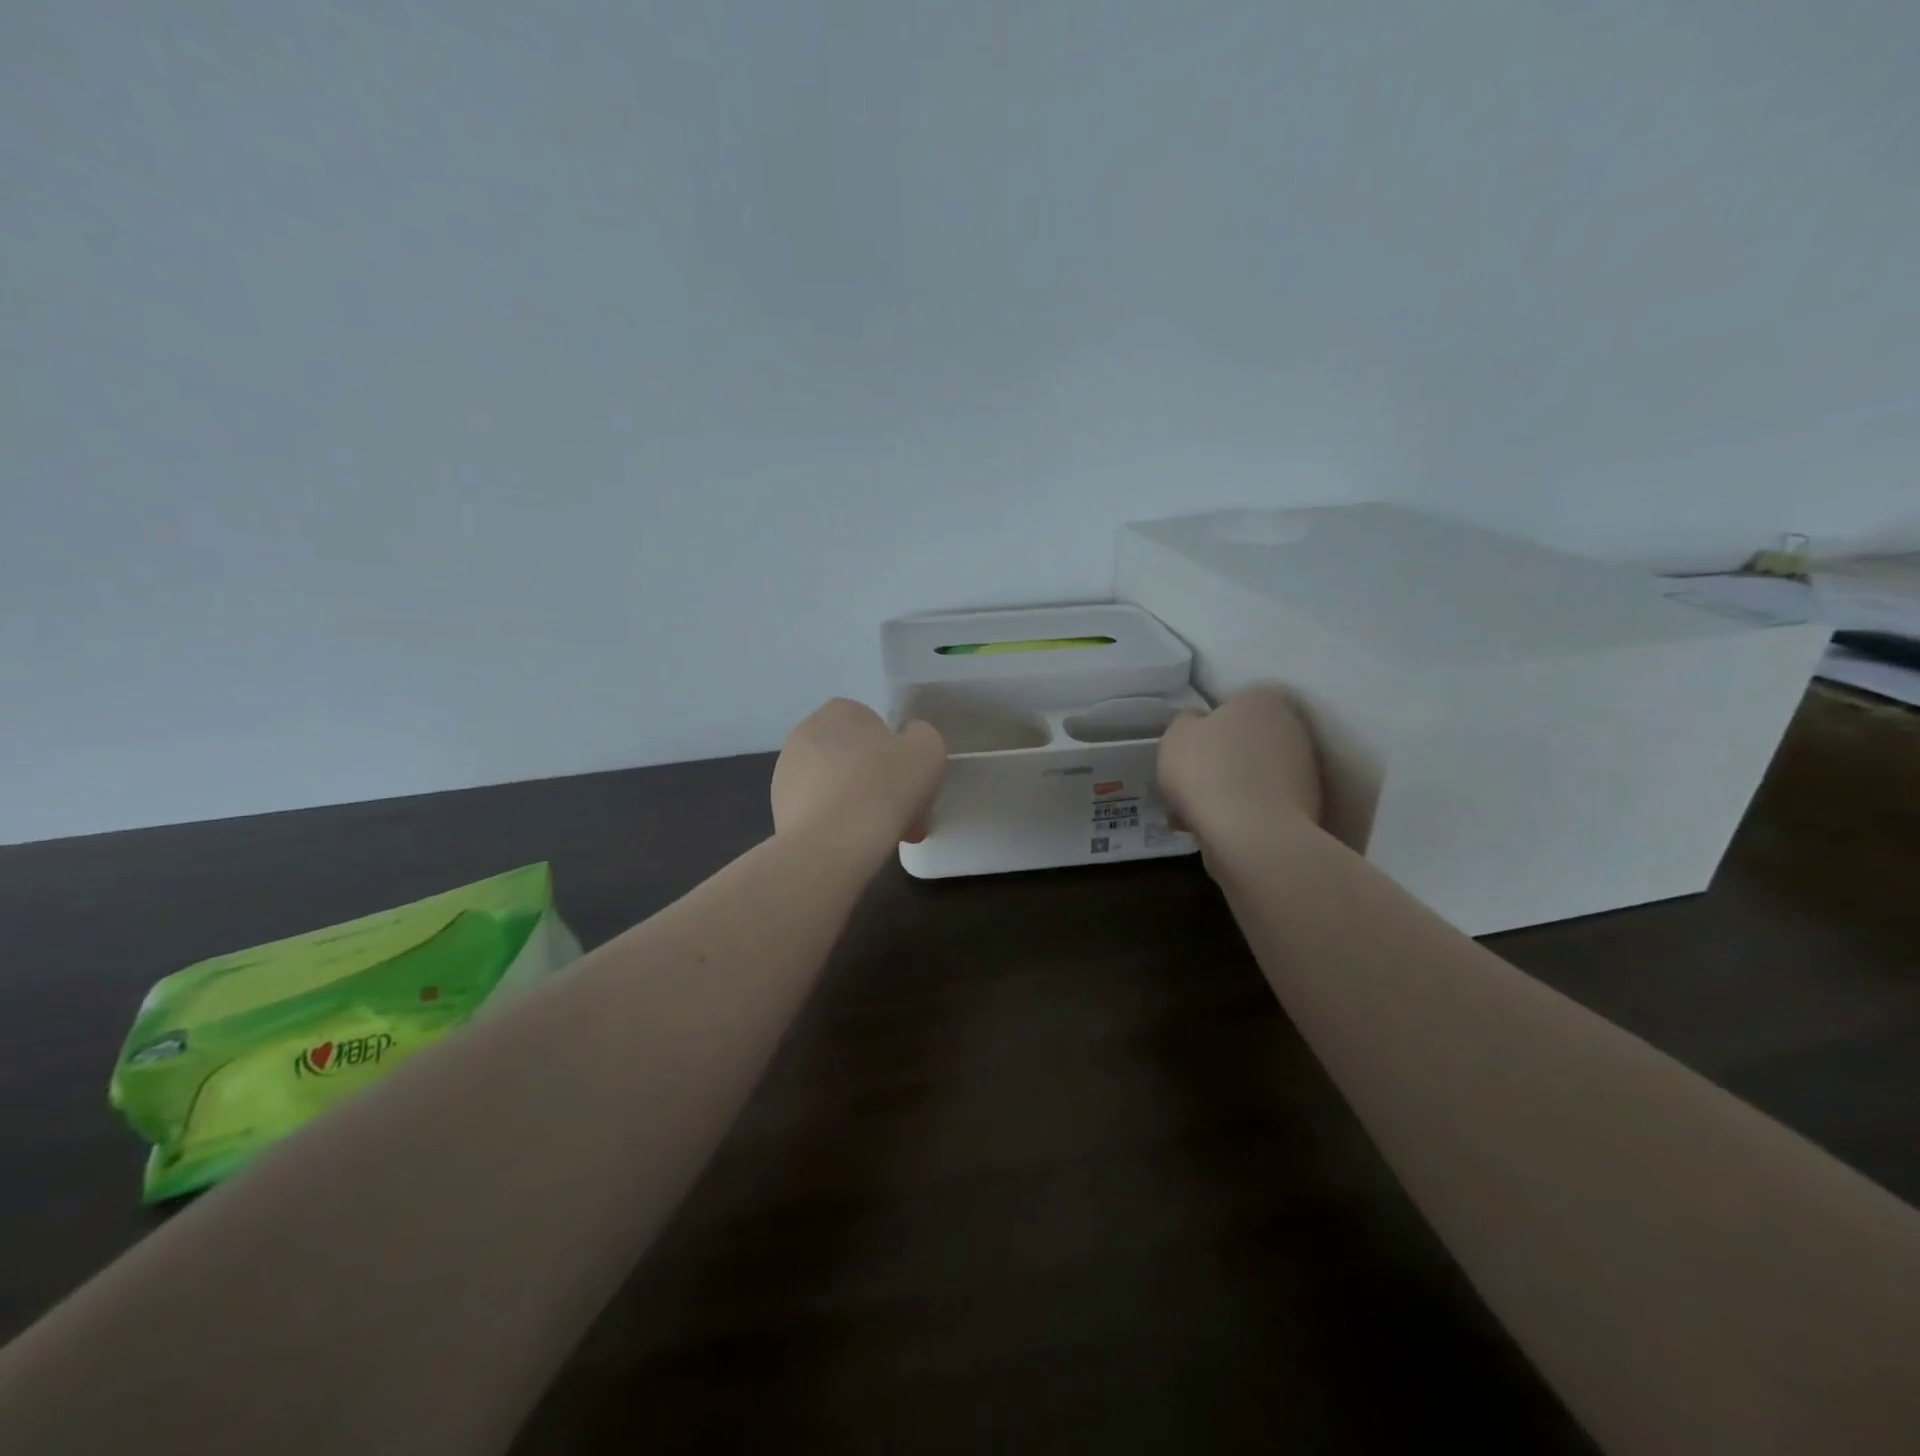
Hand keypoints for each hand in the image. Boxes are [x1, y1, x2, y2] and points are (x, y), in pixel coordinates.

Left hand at [772, 698, 945, 847]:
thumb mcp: (928, 750)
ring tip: (884, 838)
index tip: (915, 788)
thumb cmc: (884, 787)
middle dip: (883, 788)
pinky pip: (822, 812)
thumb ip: (922, 736)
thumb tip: (908, 742)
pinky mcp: (779, 808)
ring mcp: (786, 772)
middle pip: (859, 760)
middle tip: (906, 818)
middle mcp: (806, 733)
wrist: (831, 844)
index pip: (878, 729)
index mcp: (840, 710)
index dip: (901, 759)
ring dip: (863, 808)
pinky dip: (839, 826)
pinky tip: (855, 846)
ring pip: (841, 788)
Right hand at [1158, 684, 1322, 841]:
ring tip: (1193, 815)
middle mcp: (1292, 727)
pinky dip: (1242, 814)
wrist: (1252, 835)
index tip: (1190, 747)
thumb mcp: (1176, 735)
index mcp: (1262, 700)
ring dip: (1228, 789)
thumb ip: (1186, 721)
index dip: (1209, 724)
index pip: (1236, 701)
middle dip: (1220, 759)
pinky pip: (1262, 804)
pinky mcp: (1308, 807)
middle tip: (1189, 782)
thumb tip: (1199, 721)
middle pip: (1246, 739)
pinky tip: (1214, 831)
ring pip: (1253, 775)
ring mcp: (1305, 769)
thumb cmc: (1207, 771)